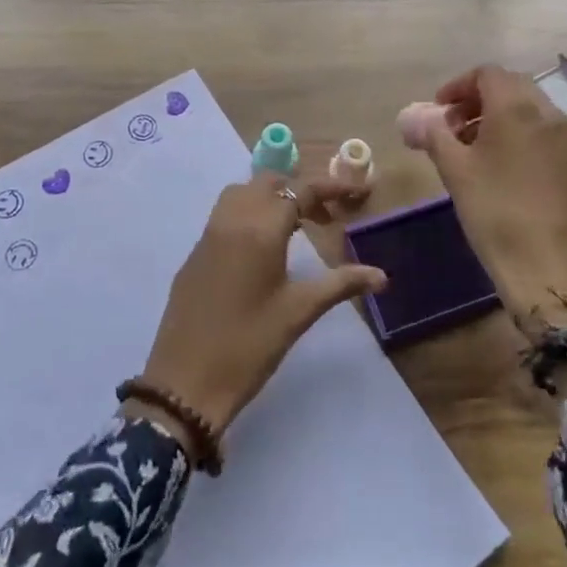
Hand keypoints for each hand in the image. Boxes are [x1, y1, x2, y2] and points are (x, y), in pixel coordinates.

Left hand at [133, 175, 384, 453]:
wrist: (185, 382)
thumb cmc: (249, 345)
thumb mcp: (299, 312)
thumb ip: (340, 285)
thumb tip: (381, 276)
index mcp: (260, 230)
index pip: (299, 191)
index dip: (330, 188)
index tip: (354, 193)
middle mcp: (231, 220)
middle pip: (268, 183)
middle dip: (299, 191)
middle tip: (325, 218)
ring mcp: (208, 235)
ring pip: (241, 193)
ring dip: (270, 198)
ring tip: (294, 227)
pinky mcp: (194, 254)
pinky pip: (224, 215)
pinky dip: (248, 214)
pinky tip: (261, 249)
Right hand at [419, 65, 566, 337]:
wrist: (551, 268)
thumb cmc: (496, 212)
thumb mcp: (455, 171)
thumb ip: (433, 136)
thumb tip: (414, 119)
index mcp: (518, 108)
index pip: (487, 74)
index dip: (458, 86)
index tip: (437, 110)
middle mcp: (547, 115)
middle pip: (510, 87)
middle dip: (477, 100)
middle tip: (450, 126)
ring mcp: (565, 141)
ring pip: (528, 111)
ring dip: (496, 118)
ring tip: (469, 149)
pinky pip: (540, 134)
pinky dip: (516, 136)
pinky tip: (496, 169)